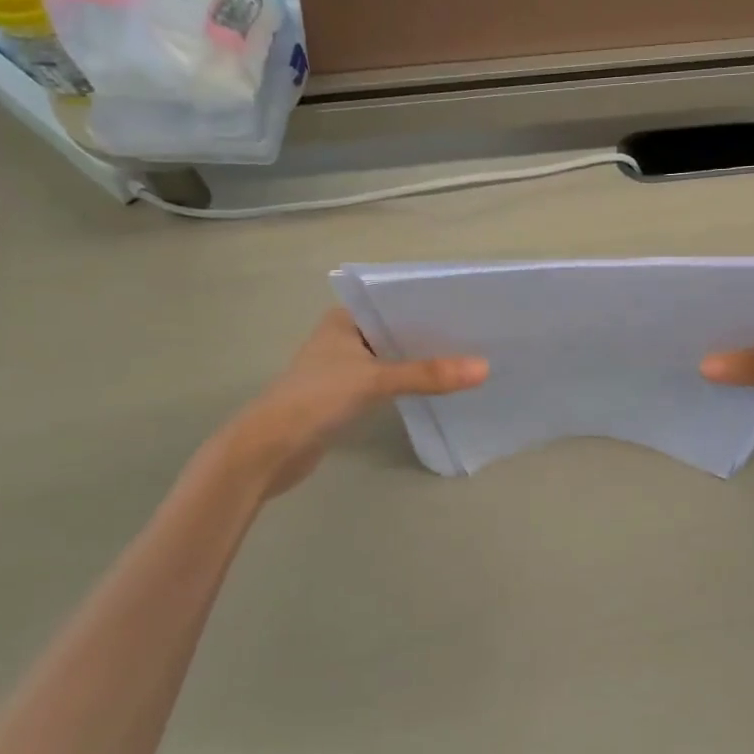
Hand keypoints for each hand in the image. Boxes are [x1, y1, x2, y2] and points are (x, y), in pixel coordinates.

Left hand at [216, 309, 487, 497]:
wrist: (269, 450)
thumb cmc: (316, 399)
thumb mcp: (375, 380)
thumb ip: (427, 375)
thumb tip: (484, 368)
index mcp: (343, 319)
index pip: (395, 303)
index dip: (430, 308)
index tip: (470, 311)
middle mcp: (344, 338)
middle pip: (397, 332)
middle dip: (432, 337)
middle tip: (478, 338)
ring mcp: (343, 368)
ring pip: (393, 359)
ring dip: (421, 363)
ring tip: (467, 361)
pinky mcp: (346, 397)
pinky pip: (387, 382)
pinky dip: (409, 384)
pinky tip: (438, 389)